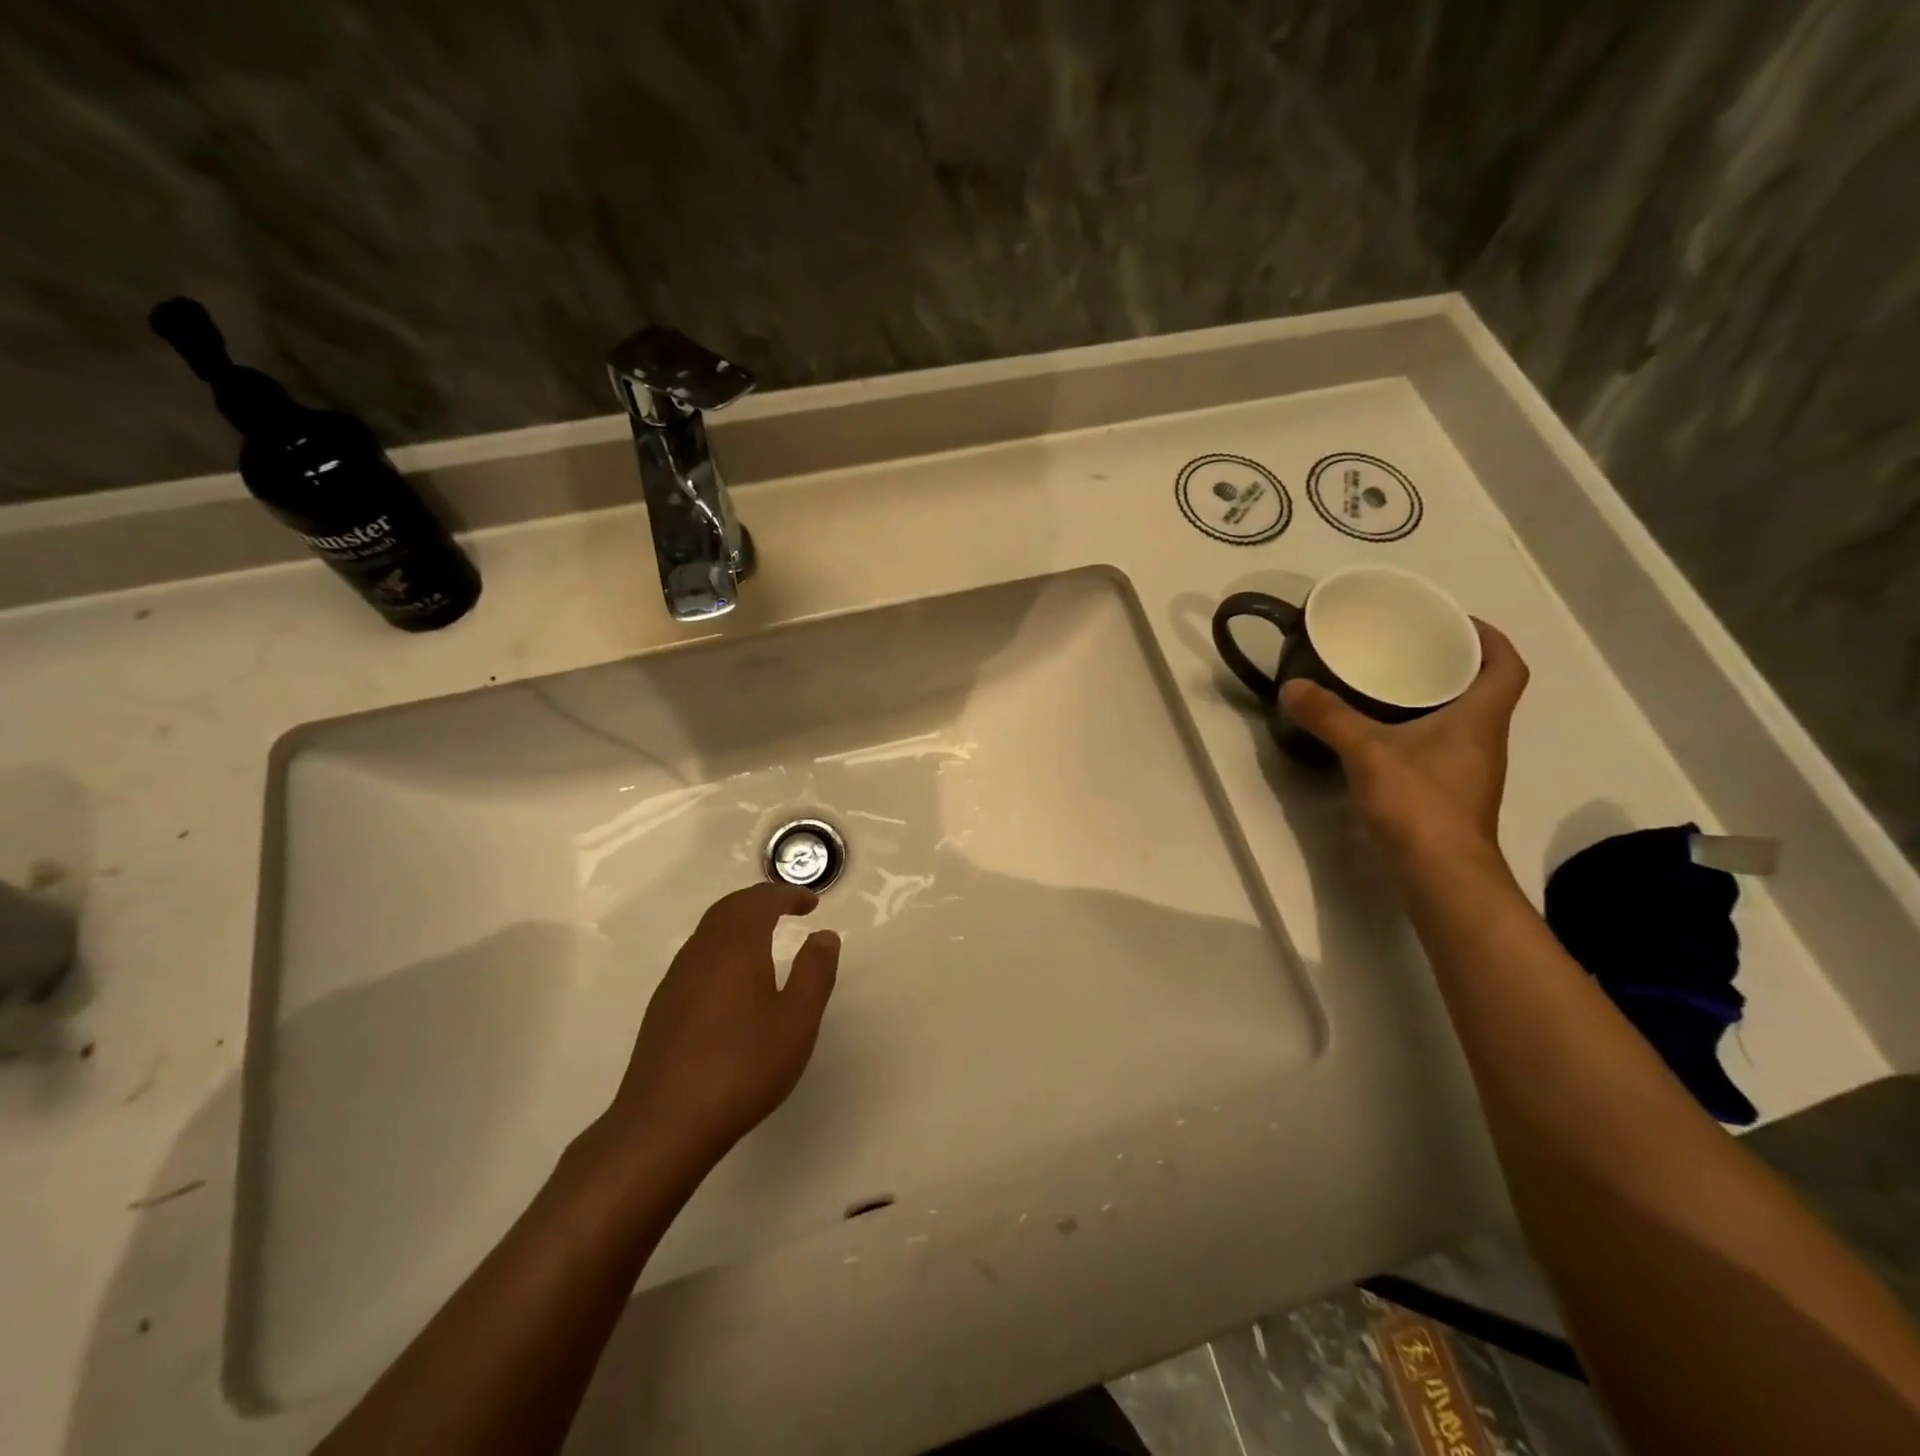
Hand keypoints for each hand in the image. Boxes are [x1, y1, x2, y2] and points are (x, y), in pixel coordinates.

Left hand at [600, 883, 839, 1178]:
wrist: (664, 1124)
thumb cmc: (742, 1066)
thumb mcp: (797, 1020)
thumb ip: (815, 972)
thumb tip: (823, 935)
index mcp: (735, 946)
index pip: (760, 901)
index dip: (787, 894)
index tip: (811, 902)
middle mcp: (701, 952)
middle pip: (729, 908)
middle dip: (760, 901)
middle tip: (789, 908)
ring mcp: (676, 980)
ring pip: (709, 931)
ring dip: (739, 922)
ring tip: (766, 937)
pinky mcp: (663, 1007)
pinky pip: (698, 956)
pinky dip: (723, 947)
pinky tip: (734, 979)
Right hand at [1279, 620, 1528, 862]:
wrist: (1441, 873)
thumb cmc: (1419, 803)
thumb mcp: (1367, 751)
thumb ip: (1330, 717)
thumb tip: (1292, 686)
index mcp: (1480, 717)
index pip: (1507, 666)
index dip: (1491, 639)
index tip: (1456, 623)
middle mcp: (1484, 739)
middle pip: (1484, 689)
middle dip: (1454, 664)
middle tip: (1409, 647)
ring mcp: (1470, 769)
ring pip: (1462, 719)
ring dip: (1437, 697)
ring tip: (1391, 683)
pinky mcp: (1450, 793)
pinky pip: (1442, 745)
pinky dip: (1421, 729)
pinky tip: (1384, 733)